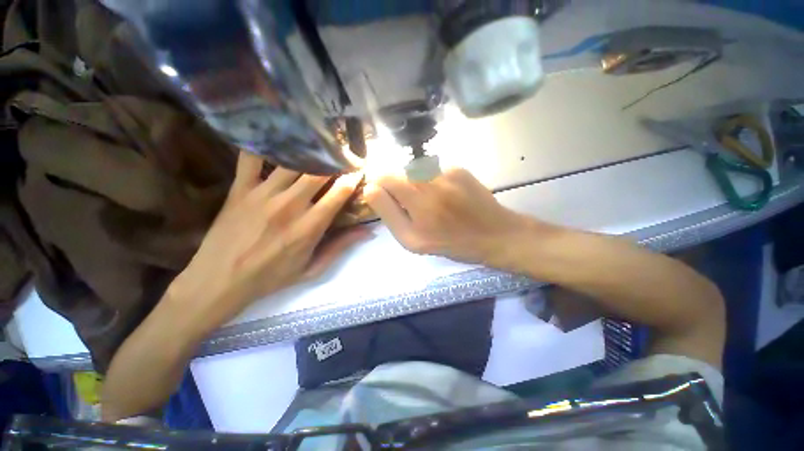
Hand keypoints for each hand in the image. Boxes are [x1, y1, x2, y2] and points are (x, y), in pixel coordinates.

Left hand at [169, 151, 368, 331]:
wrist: (219, 281)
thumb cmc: (271, 277)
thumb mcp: (312, 269)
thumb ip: (341, 247)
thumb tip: (369, 232)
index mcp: (309, 226)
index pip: (339, 193)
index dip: (353, 178)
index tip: (360, 170)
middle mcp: (290, 205)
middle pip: (319, 171)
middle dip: (335, 160)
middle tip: (343, 153)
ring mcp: (262, 194)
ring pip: (292, 162)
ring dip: (309, 151)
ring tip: (319, 144)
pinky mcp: (240, 188)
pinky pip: (252, 158)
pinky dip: (264, 146)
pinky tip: (276, 138)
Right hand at [364, 168, 533, 267]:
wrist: (495, 234)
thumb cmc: (452, 243)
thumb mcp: (413, 241)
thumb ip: (388, 214)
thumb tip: (371, 189)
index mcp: (417, 203)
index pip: (382, 178)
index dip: (379, 187)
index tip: (386, 200)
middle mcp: (430, 182)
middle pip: (398, 172)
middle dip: (397, 188)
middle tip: (412, 206)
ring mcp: (446, 171)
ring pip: (414, 171)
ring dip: (414, 184)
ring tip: (431, 202)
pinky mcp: (458, 168)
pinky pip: (432, 170)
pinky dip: (431, 182)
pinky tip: (446, 196)